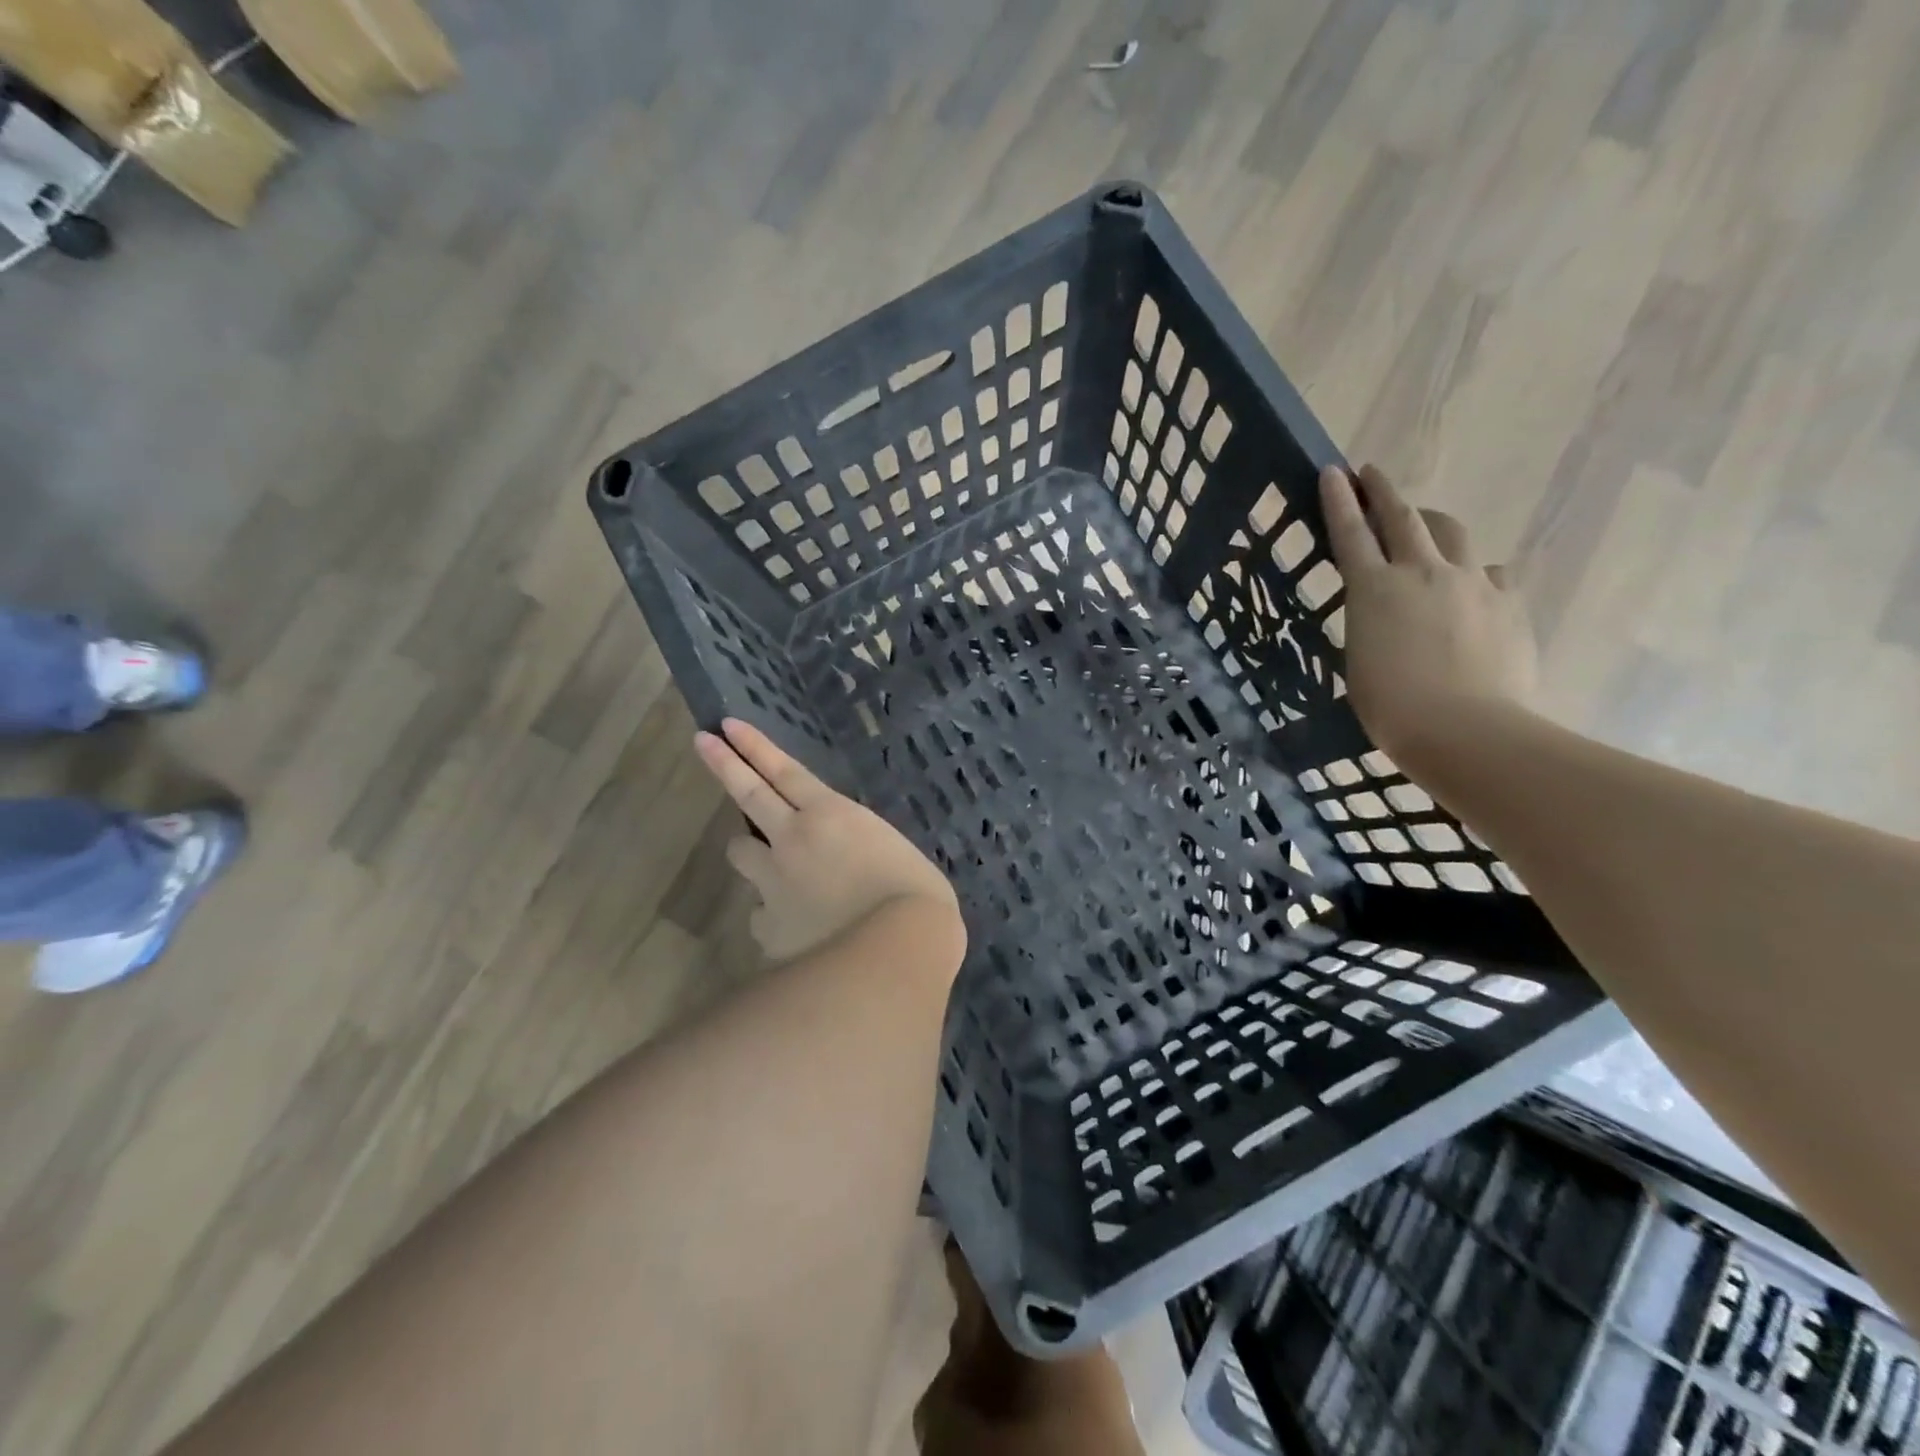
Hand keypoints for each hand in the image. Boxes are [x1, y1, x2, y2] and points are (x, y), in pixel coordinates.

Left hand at [694, 718, 964, 966]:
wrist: (890, 958)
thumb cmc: (917, 900)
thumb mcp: (899, 860)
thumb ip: (867, 853)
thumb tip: (855, 868)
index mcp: (832, 816)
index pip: (785, 771)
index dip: (754, 747)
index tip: (725, 727)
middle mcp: (792, 841)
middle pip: (749, 795)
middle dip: (724, 766)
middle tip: (702, 743)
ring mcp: (773, 885)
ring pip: (741, 856)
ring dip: (752, 853)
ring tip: (768, 865)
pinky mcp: (767, 928)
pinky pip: (761, 915)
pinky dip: (774, 917)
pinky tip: (797, 933)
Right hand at [1318, 464, 1538, 764]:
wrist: (1465, 730)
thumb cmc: (1391, 708)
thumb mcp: (1360, 661)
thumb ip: (1372, 623)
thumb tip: (1391, 612)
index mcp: (1373, 590)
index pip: (1350, 533)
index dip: (1339, 500)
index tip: (1333, 471)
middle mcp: (1422, 572)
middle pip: (1403, 517)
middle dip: (1383, 491)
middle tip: (1372, 475)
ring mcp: (1471, 583)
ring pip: (1452, 533)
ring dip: (1432, 523)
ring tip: (1424, 528)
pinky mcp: (1508, 602)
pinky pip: (1489, 572)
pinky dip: (1473, 572)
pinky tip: (1470, 591)